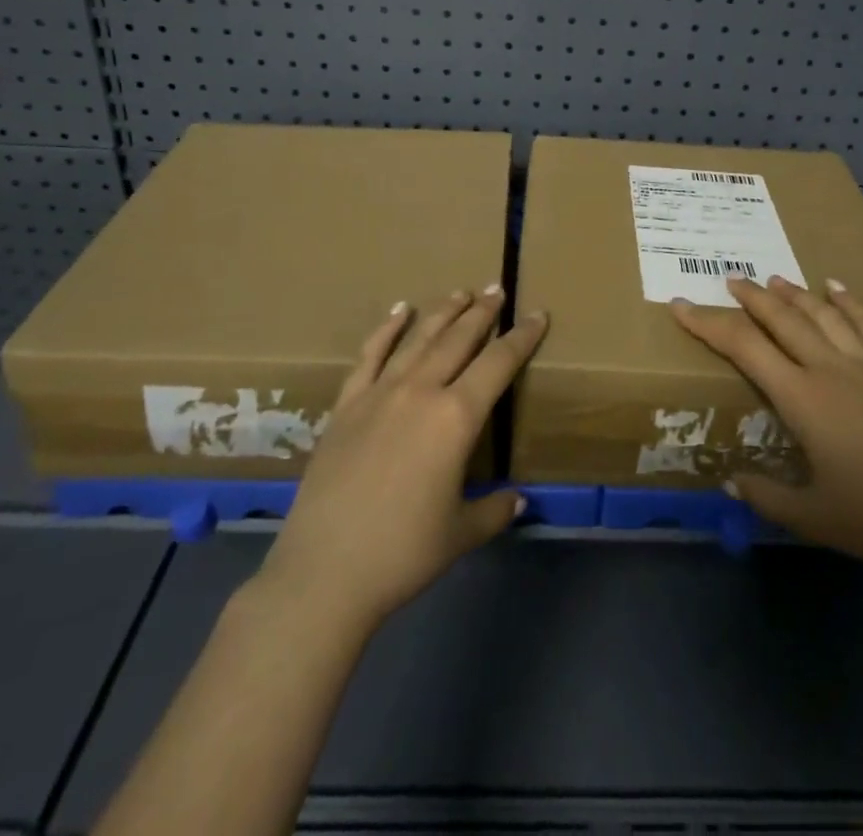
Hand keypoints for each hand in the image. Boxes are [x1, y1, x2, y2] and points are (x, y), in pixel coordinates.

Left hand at [256, 288, 545, 632]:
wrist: (325, 572)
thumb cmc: (403, 553)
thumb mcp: (462, 533)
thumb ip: (495, 509)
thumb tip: (518, 500)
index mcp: (456, 418)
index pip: (499, 364)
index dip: (522, 337)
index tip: (538, 315)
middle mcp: (420, 392)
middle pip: (458, 339)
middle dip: (482, 313)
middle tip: (497, 289)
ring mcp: (379, 394)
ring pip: (418, 340)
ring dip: (442, 312)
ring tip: (461, 292)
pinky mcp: (346, 405)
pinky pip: (369, 356)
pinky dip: (386, 329)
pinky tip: (398, 310)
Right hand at [670, 276, 862, 583]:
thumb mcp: (813, 518)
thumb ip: (766, 496)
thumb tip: (730, 481)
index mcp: (803, 399)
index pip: (745, 348)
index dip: (709, 324)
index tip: (682, 305)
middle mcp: (831, 370)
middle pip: (783, 320)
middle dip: (752, 297)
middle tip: (730, 279)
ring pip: (823, 316)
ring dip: (794, 294)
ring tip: (772, 279)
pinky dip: (850, 303)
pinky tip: (836, 287)